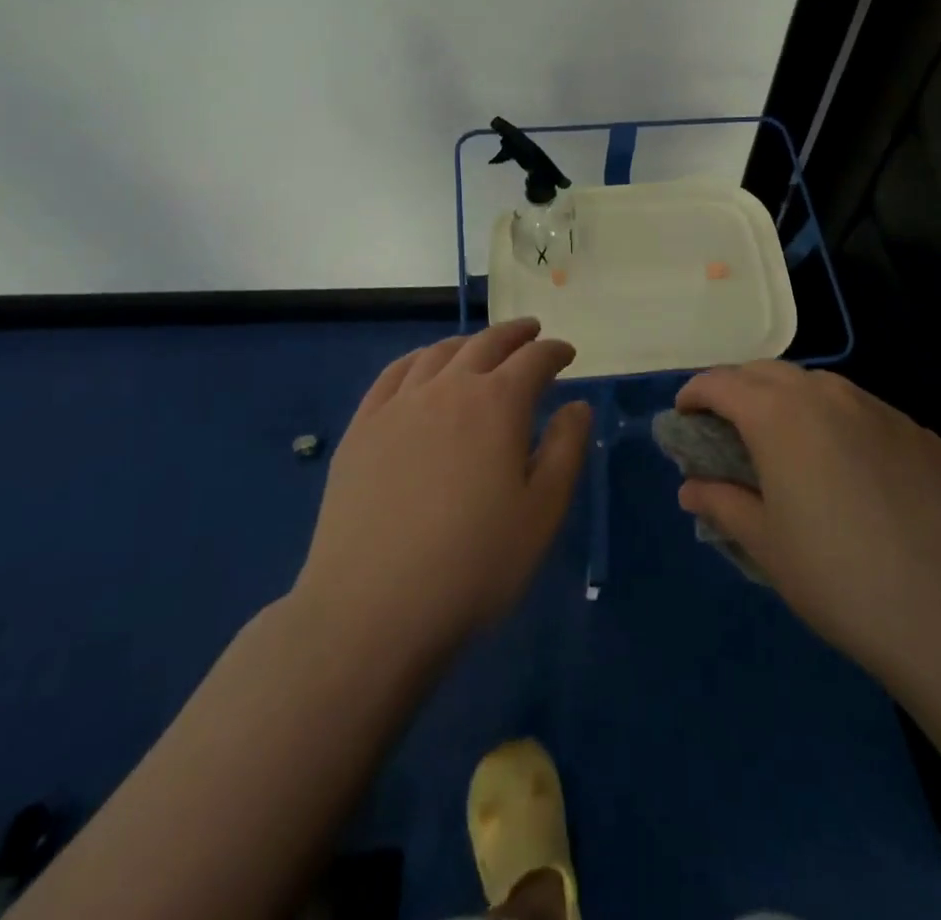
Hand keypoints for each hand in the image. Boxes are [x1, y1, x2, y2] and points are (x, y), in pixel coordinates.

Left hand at [293, 319, 589, 660]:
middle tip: (531, 332)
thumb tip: (578, 406)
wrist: (372, 608)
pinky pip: (393, 374)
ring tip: (480, 346)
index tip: (567, 353)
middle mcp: (448, 388)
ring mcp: (399, 404)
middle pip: (486, 344)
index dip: (554, 351)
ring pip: (439, 353)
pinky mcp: (362, 427)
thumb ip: (565, 450)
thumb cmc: (474, 565)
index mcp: (497, 404)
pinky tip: (422, 366)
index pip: (534, 360)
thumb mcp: (542, 514)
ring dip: (468, 342)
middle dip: (514, 334)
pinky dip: (417, 358)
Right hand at [675, 362, 940, 682]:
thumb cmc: (837, 578)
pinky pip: (866, 413)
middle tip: (728, 426)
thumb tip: (692, 489)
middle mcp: (828, 395)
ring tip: (788, 442)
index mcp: (779, 415)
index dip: (695, 393)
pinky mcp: (921, 434)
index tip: (684, 415)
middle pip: (769, 372)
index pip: (722, 383)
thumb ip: (721, 504)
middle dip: (739, 389)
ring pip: (821, 386)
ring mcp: (881, 410)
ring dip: (791, 401)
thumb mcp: (765, 544)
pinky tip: (851, 470)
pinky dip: (841, 424)